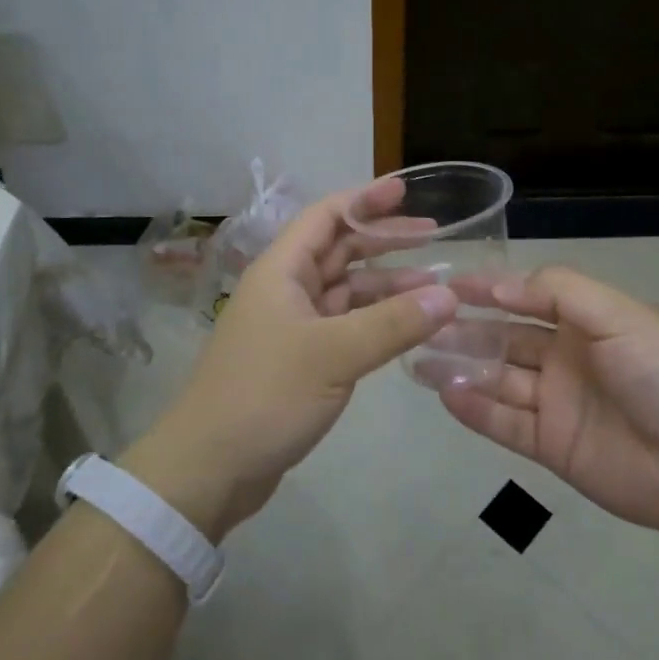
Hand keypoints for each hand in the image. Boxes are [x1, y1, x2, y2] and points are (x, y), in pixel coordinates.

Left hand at [126, 181, 457, 540]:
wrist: (209, 468)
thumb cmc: (265, 395)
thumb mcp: (334, 355)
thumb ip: (393, 323)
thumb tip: (449, 295)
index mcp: (282, 271)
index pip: (326, 216)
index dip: (366, 200)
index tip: (407, 191)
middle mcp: (286, 289)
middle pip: (339, 250)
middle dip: (384, 241)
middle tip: (434, 237)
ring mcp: (291, 325)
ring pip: (345, 291)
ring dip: (386, 286)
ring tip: (435, 289)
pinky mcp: (299, 359)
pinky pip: (345, 325)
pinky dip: (375, 321)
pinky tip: (407, 327)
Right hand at [439, 267, 658, 544]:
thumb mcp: (622, 317)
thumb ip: (561, 292)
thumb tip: (499, 284)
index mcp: (588, 321)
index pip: (527, 296)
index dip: (489, 289)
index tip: (447, 283)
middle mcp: (567, 357)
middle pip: (505, 338)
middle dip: (464, 328)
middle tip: (418, 321)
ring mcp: (558, 403)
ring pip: (498, 379)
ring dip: (460, 367)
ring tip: (416, 357)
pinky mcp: (553, 446)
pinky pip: (505, 424)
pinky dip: (475, 409)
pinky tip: (444, 394)